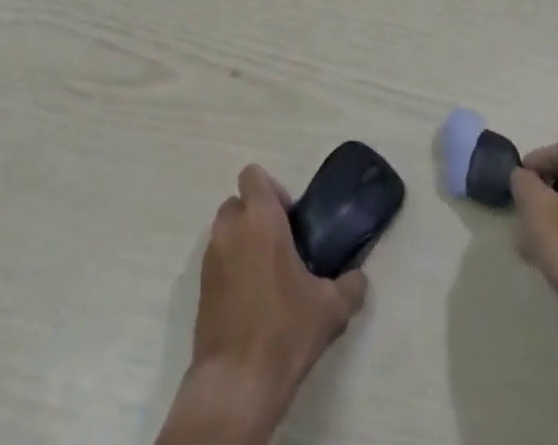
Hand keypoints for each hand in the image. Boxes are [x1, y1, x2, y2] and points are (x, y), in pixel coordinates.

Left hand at [158, 165, 367, 444]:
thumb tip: (358, 278)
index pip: (253, 175)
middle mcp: (230, 228)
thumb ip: (350, 285)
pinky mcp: (199, 287)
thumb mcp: (331, 308)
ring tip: (267, 277)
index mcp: (260, 218)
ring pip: (226, 232)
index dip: (272, 190)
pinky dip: (231, 269)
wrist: (237, 382)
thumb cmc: (284, 330)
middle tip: (281, 246)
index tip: (289, 219)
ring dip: (243, 242)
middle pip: (239, 202)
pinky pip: (217, 261)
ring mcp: (210, 257)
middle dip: (257, 216)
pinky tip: (251, 302)